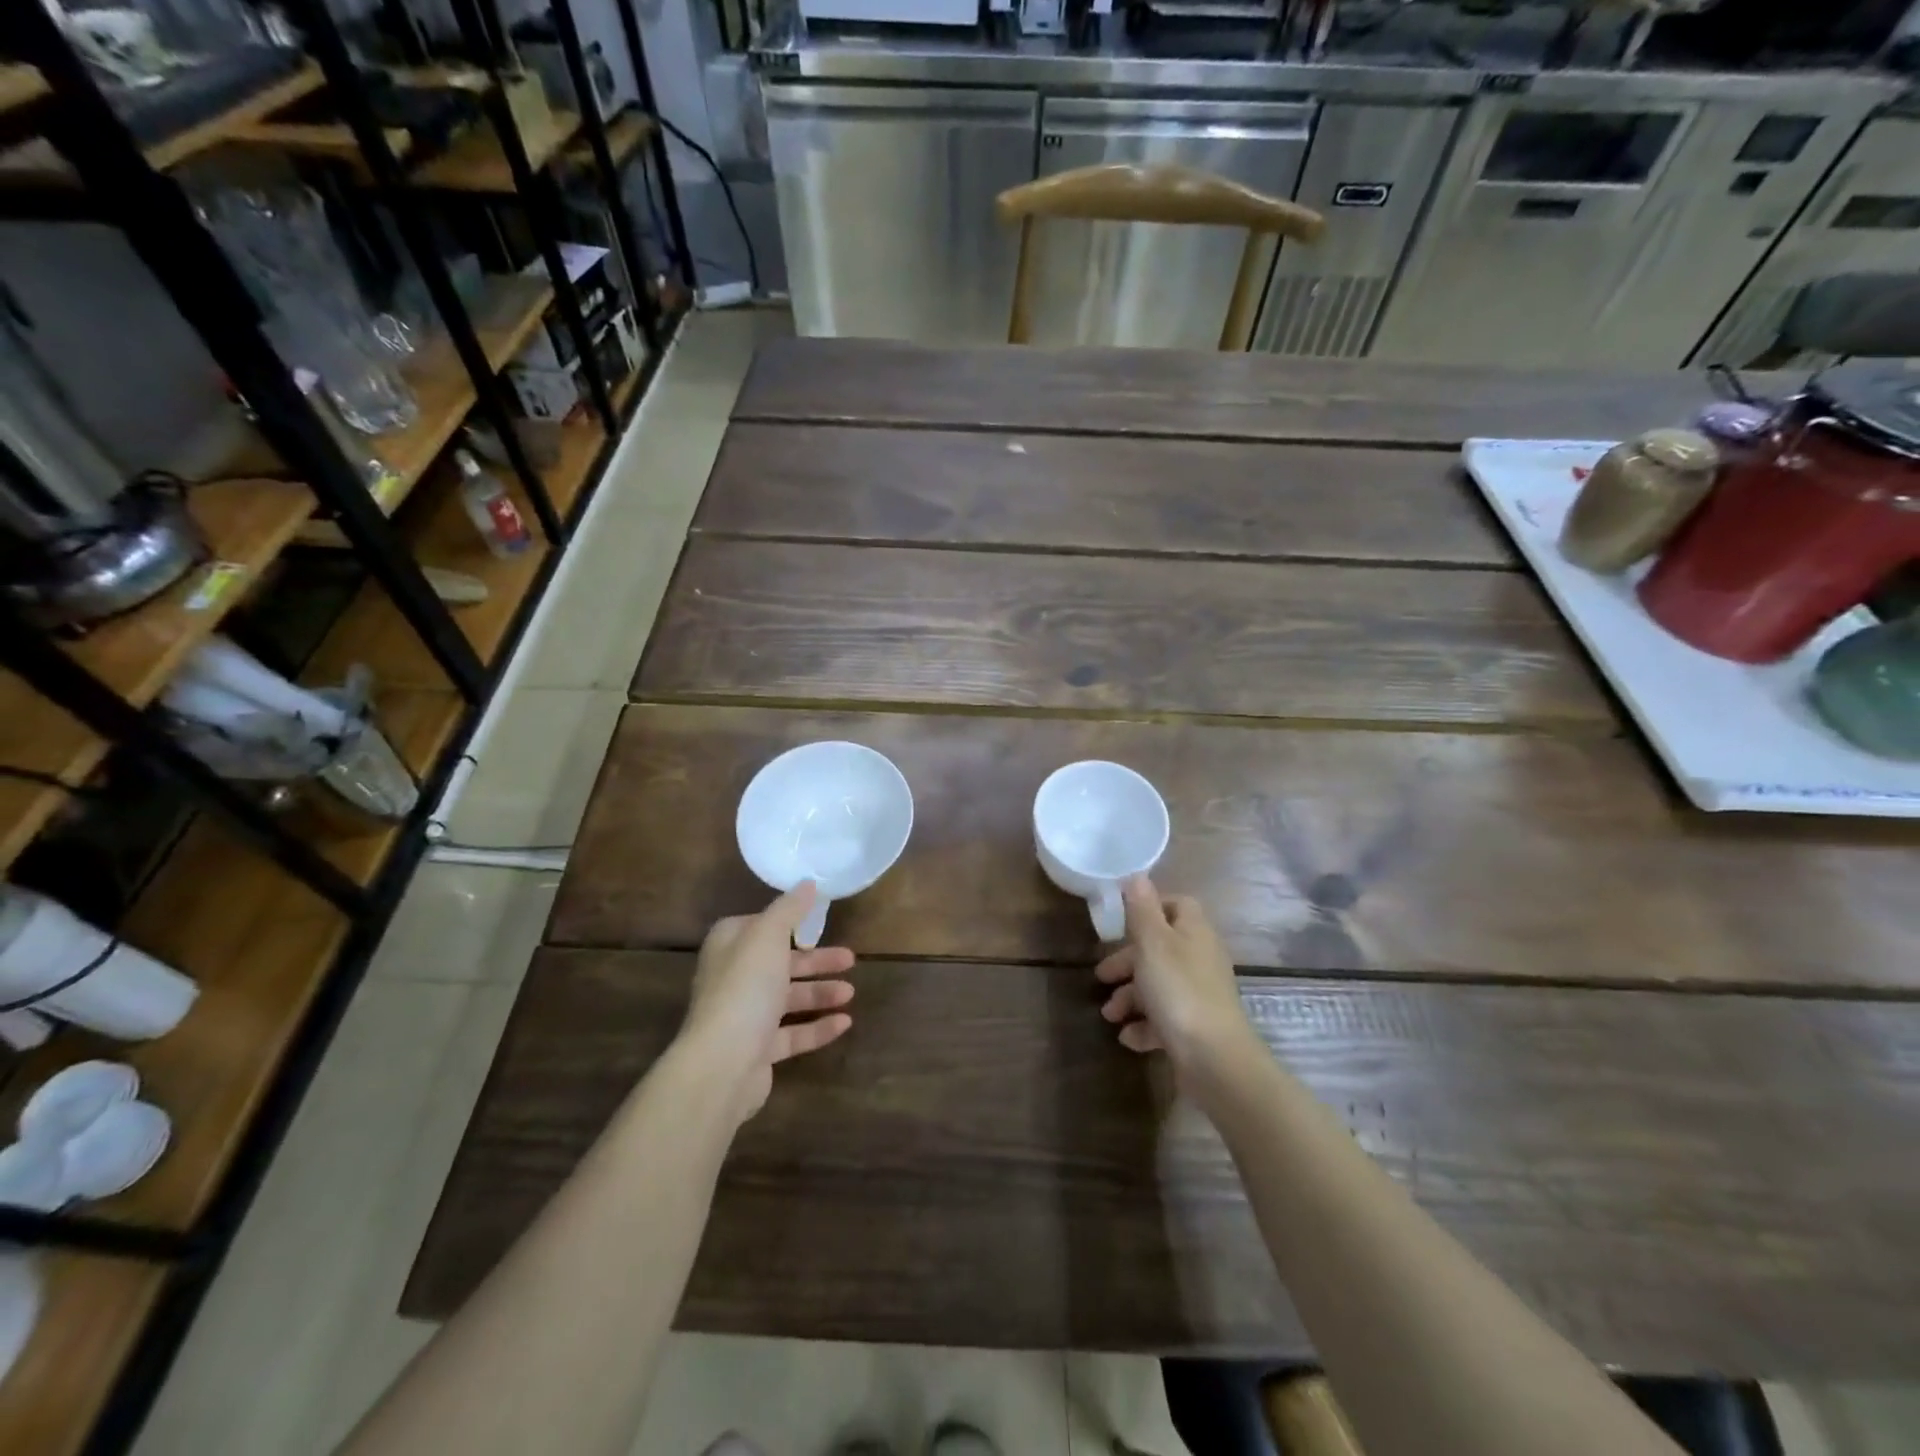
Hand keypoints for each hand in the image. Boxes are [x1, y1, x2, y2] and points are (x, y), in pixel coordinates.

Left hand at [681, 882, 854, 1121]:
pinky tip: (845, 1023)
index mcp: (730, 946)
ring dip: (821, 994)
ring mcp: (745, 1017)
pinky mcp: (758, 1051)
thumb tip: (807, 883)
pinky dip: (818, 1027)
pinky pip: (793, 1034)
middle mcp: (734, 978)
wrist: (722, 1064)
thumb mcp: (768, 935)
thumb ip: (789, 909)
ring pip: (788, 999)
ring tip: (851, 993)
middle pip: (781, 963)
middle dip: (815, 961)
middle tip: (850, 959)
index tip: (818, 921)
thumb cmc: (745, 988)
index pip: (760, 926)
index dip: (788, 923)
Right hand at [1097, 877, 1255, 1078]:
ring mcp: (1200, 995)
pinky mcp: (1196, 1027)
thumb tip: (1137, 875)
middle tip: (1101, 976)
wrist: (1214, 1058)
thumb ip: (1142, 909)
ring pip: (1159, 985)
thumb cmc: (1178, 989)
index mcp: (1194, 932)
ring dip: (1130, 997)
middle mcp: (1200, 958)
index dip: (1150, 908)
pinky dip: (1144, 1025)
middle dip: (1127, 962)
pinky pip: (1165, 1019)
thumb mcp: (1153, 942)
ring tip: (1109, 1014)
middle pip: (1161, 948)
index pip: (1177, 905)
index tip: (1121, 921)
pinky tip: (1127, 1037)